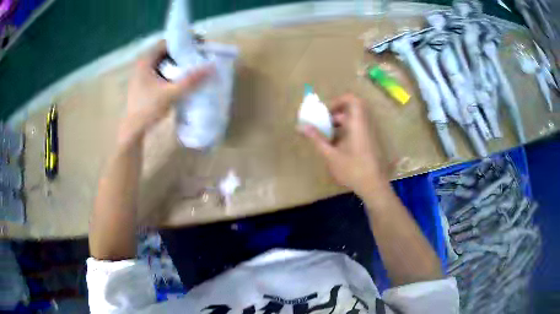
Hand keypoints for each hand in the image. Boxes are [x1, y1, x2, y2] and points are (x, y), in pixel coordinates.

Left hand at [120, 40, 212, 143]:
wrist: (133, 130)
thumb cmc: (147, 109)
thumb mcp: (170, 94)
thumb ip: (191, 80)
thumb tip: (212, 67)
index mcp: (145, 61)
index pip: (166, 42)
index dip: (183, 41)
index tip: (198, 45)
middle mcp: (143, 64)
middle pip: (166, 52)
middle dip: (182, 53)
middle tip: (198, 56)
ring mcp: (143, 75)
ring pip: (164, 62)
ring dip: (178, 63)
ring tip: (193, 66)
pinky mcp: (146, 84)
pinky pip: (162, 72)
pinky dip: (172, 72)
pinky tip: (182, 78)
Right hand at [301, 93, 387, 196]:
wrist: (374, 187)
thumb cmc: (353, 170)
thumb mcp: (331, 155)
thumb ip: (317, 139)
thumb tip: (301, 126)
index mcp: (357, 124)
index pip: (352, 100)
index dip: (338, 101)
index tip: (326, 112)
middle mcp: (364, 126)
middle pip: (350, 111)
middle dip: (333, 115)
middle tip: (321, 126)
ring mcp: (368, 135)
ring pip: (352, 122)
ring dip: (337, 125)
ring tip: (325, 138)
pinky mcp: (369, 143)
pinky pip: (355, 130)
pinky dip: (344, 133)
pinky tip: (335, 147)